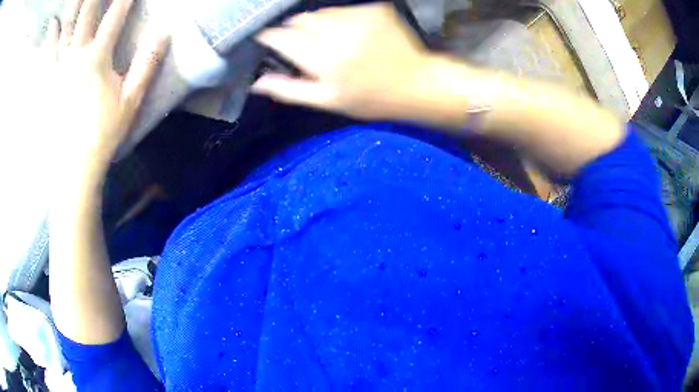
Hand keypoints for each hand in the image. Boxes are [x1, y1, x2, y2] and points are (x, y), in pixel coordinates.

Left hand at [44, 0, 167, 180]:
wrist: (74, 164)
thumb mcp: (131, 100)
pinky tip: (53, 22)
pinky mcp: (49, 80)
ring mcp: (59, 67)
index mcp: (98, 58)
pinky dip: (50, 35)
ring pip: (66, 28)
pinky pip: (48, 52)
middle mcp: (76, 55)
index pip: (114, 18)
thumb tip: (164, 33)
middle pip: (86, 16)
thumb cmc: (103, 132)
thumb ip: (147, 64)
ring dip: (73, 6)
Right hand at [252, 3, 434, 120]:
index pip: (280, 37)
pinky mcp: (374, 8)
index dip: (269, 39)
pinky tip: (351, 35)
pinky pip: (343, 10)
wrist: (417, 84)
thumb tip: (256, 81)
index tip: (267, 44)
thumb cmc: (370, 98)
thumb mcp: (327, 101)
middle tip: (307, 49)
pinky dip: (339, 20)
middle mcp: (338, 30)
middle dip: (295, 33)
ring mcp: (359, 15)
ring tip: (332, 43)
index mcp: (323, 57)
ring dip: (317, 25)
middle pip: (298, 21)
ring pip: (320, 13)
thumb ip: (289, 89)